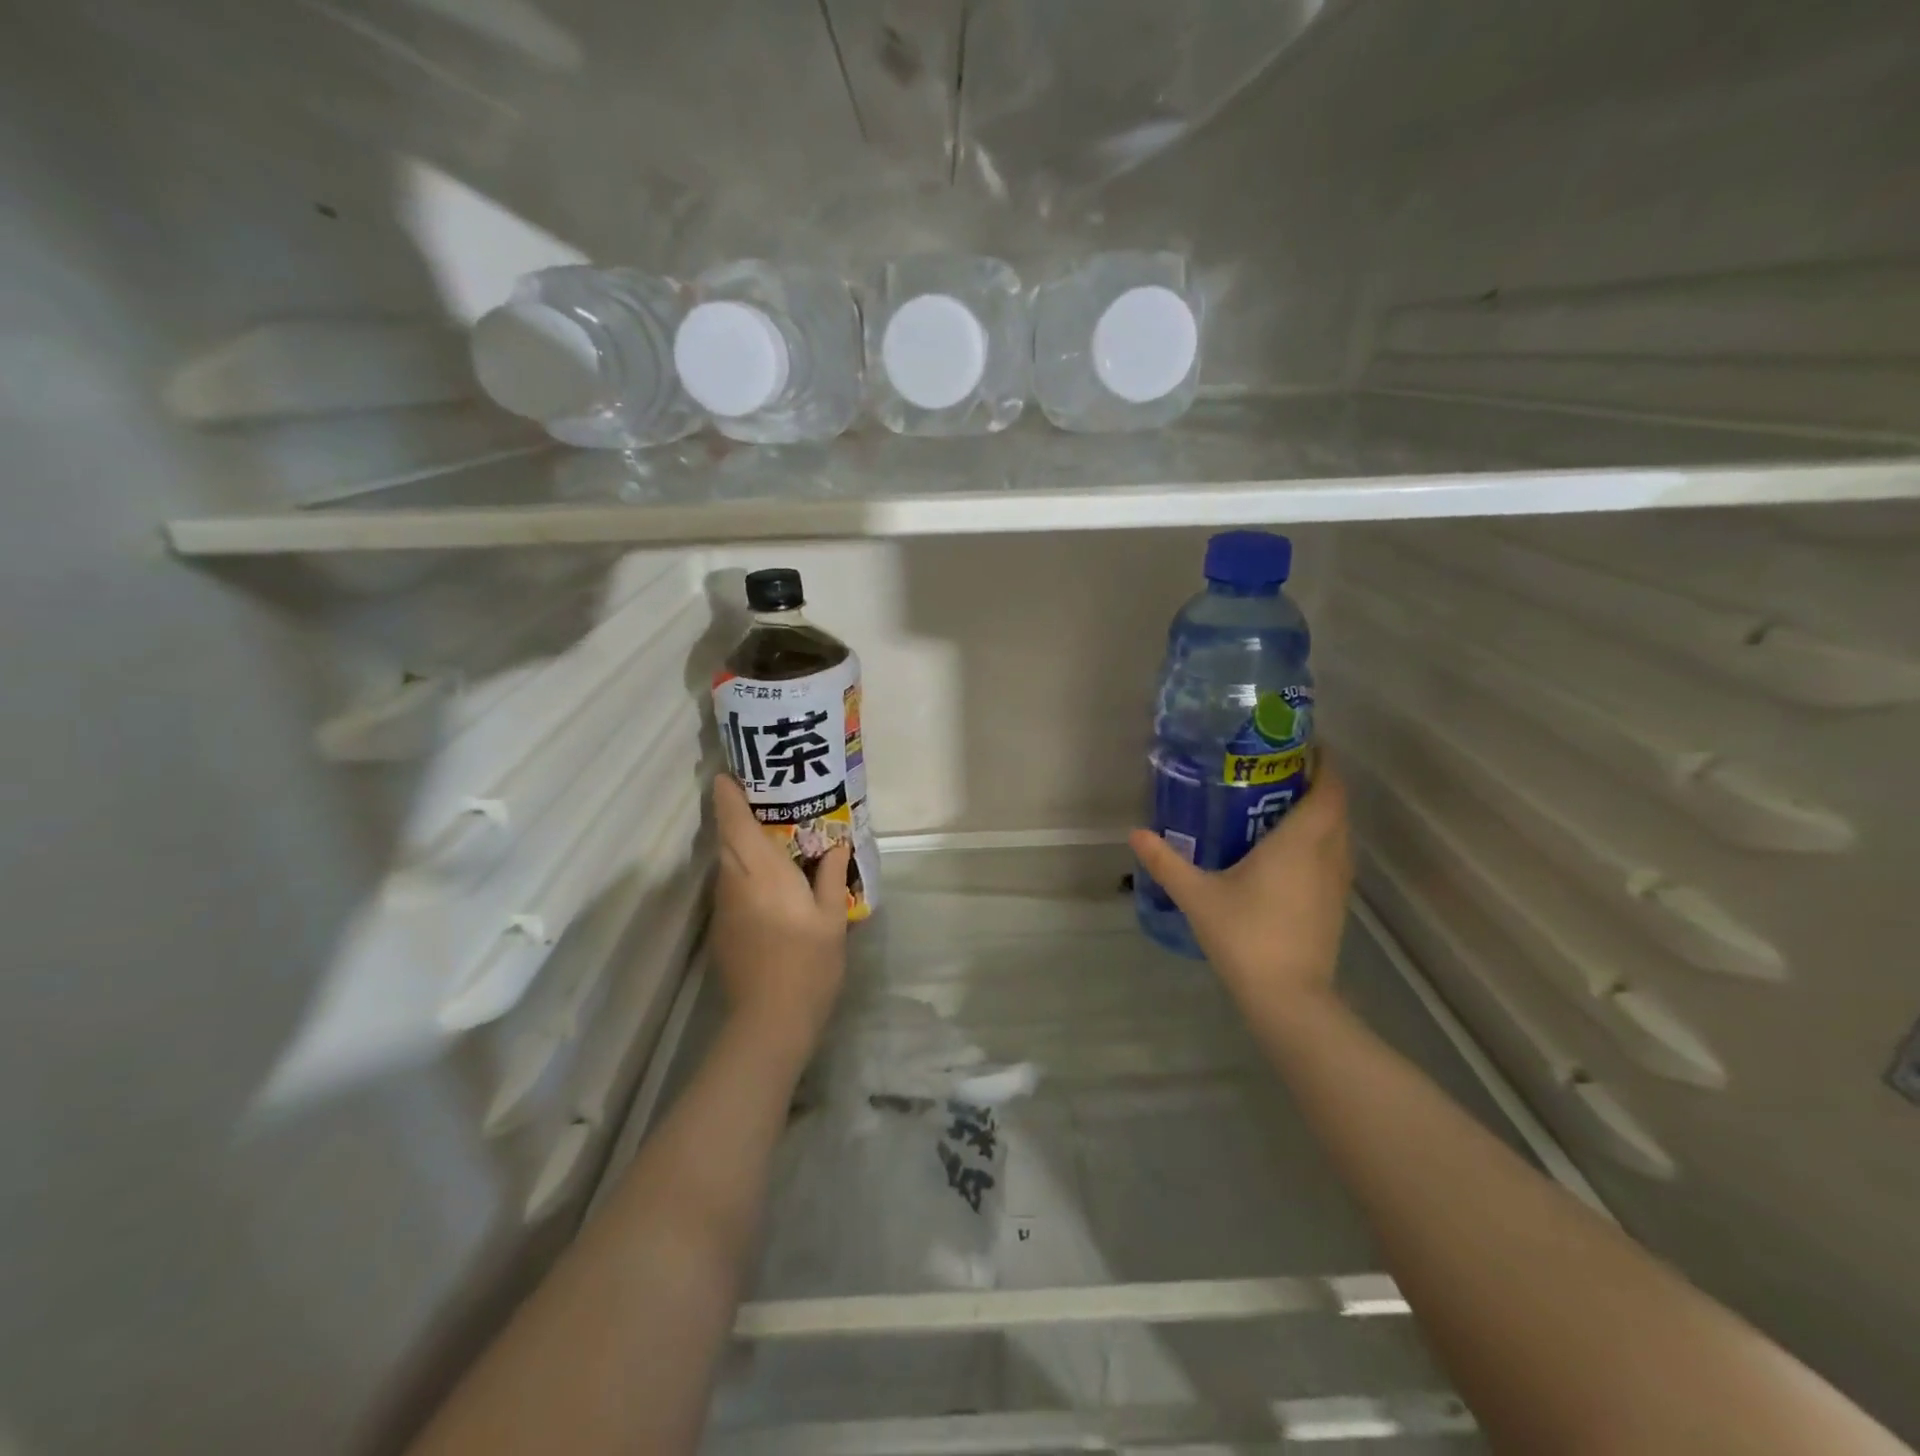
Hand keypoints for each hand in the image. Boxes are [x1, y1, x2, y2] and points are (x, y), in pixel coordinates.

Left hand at [711, 774, 850, 1056]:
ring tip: (772, 834)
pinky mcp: (722, 928)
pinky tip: (769, 881)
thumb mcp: (832, 917)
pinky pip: (731, 885)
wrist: (770, 1020)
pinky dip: (744, 871)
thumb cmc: (808, 963)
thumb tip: (837, 843)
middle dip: (734, 813)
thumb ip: (831, 876)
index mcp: (763, 872)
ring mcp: (724, 906)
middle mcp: (735, 882)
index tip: (731, 774)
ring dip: (740, 843)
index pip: (735, 822)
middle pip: (726, 838)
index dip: (729, 795)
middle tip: (762, 797)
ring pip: (727, 862)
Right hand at [1130, 756, 1352, 1017]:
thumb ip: (1166, 861)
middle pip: (1336, 808)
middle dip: (1316, 785)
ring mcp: (1337, 883)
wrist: (1288, 998)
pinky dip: (1319, 842)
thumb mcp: (1197, 895)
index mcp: (1301, 841)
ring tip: (1279, 807)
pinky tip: (1285, 854)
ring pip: (1338, 834)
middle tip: (1276, 773)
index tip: (1300, 747)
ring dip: (1320, 815)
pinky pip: (1334, 857)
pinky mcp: (1335, 906)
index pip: (1329, 789)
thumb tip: (1135, 833)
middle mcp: (1328, 855)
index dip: (1323, 763)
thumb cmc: (1245, 935)